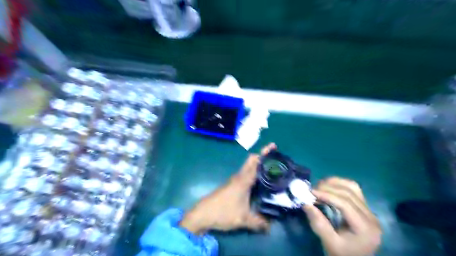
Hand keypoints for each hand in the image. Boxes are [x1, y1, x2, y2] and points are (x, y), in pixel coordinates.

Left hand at [180, 143, 275, 234]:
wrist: (203, 213)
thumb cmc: (223, 212)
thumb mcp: (243, 219)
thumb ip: (258, 222)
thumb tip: (271, 227)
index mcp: (244, 180)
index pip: (256, 161)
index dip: (264, 152)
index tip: (273, 146)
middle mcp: (240, 176)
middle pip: (251, 160)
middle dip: (262, 156)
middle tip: (276, 159)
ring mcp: (235, 180)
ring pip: (248, 167)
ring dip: (258, 165)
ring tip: (272, 170)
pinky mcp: (232, 185)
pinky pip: (245, 175)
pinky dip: (253, 173)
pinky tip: (259, 182)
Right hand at [304, 177, 381, 255]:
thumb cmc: (342, 254)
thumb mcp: (329, 243)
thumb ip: (318, 223)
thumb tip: (305, 203)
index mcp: (365, 228)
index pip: (345, 204)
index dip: (327, 195)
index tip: (311, 192)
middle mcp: (371, 216)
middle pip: (349, 193)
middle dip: (328, 188)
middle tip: (312, 190)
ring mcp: (369, 210)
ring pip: (352, 187)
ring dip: (334, 183)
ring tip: (319, 187)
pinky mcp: (364, 207)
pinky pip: (353, 189)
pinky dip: (339, 185)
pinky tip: (329, 187)